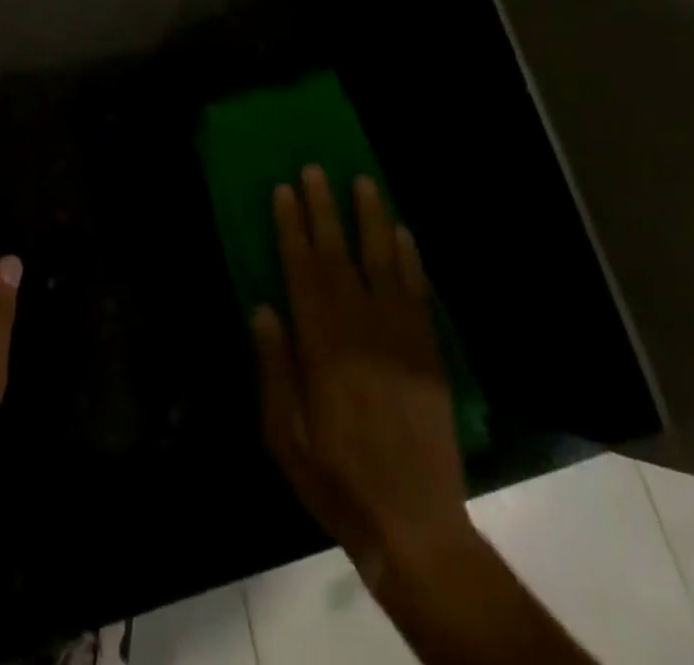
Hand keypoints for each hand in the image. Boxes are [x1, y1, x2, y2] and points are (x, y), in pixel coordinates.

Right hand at [251, 167, 465, 581]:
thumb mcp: (284, 434)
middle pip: (339, 255)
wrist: (415, 523)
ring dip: (372, 218)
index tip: (284, 191)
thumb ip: (274, 367)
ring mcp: (401, 336)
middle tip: (315, 169)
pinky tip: (402, 233)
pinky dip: (410, 258)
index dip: (291, 228)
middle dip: (324, 208)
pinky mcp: (429, 351)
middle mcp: (361, 329)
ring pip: (384, 261)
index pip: (302, 271)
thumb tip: (263, 308)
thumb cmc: (336, 479)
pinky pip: (418, 291)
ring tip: (363, 181)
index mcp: (321, 347)